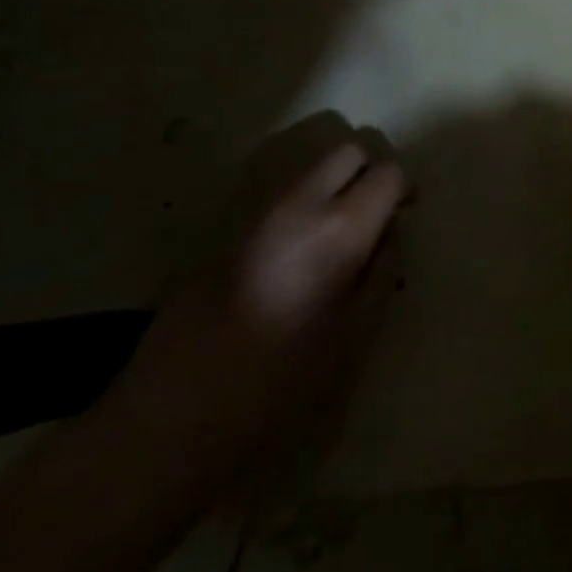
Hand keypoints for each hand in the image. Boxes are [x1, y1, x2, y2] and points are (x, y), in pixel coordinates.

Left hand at [99, 129, 407, 493]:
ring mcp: (258, 213)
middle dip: (368, 172)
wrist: (168, 419)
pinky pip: (282, 197)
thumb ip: (380, 272)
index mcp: (339, 228)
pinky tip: (297, 255)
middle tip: (373, 213)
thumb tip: (388, 233)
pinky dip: (303, 206)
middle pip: (347, 151)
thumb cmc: (277, 386)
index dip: (402, 189)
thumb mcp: (353, 336)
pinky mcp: (228, 231)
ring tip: (336, 236)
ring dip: (334, 187)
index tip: (403, 213)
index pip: (387, 172)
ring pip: (311, 169)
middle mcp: (299, 204)